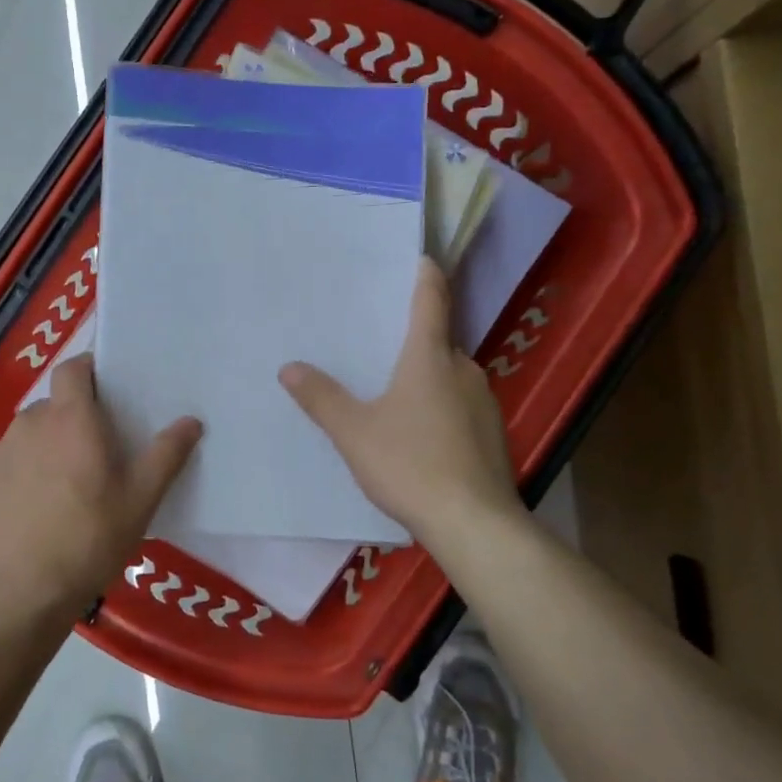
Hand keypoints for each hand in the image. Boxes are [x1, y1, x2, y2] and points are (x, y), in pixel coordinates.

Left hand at [0, 355, 201, 622]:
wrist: (23, 592)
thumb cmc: (90, 538)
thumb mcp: (140, 499)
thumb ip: (166, 455)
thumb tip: (191, 421)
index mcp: (70, 419)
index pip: (73, 368)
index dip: (90, 369)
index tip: (110, 388)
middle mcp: (31, 424)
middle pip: (56, 402)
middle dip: (77, 414)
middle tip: (102, 447)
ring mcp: (3, 452)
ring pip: (34, 431)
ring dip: (53, 441)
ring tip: (73, 479)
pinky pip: (15, 458)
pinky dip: (31, 467)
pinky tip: (44, 504)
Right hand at [279, 258, 524, 546]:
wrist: (474, 524)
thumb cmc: (411, 465)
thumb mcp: (354, 432)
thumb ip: (321, 398)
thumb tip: (289, 367)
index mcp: (430, 357)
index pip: (431, 300)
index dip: (424, 275)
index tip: (419, 258)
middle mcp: (463, 369)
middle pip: (438, 339)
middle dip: (411, 335)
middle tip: (377, 336)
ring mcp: (484, 402)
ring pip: (449, 374)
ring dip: (425, 373)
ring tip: (391, 387)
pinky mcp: (492, 433)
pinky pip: (459, 403)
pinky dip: (439, 403)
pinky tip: (418, 431)